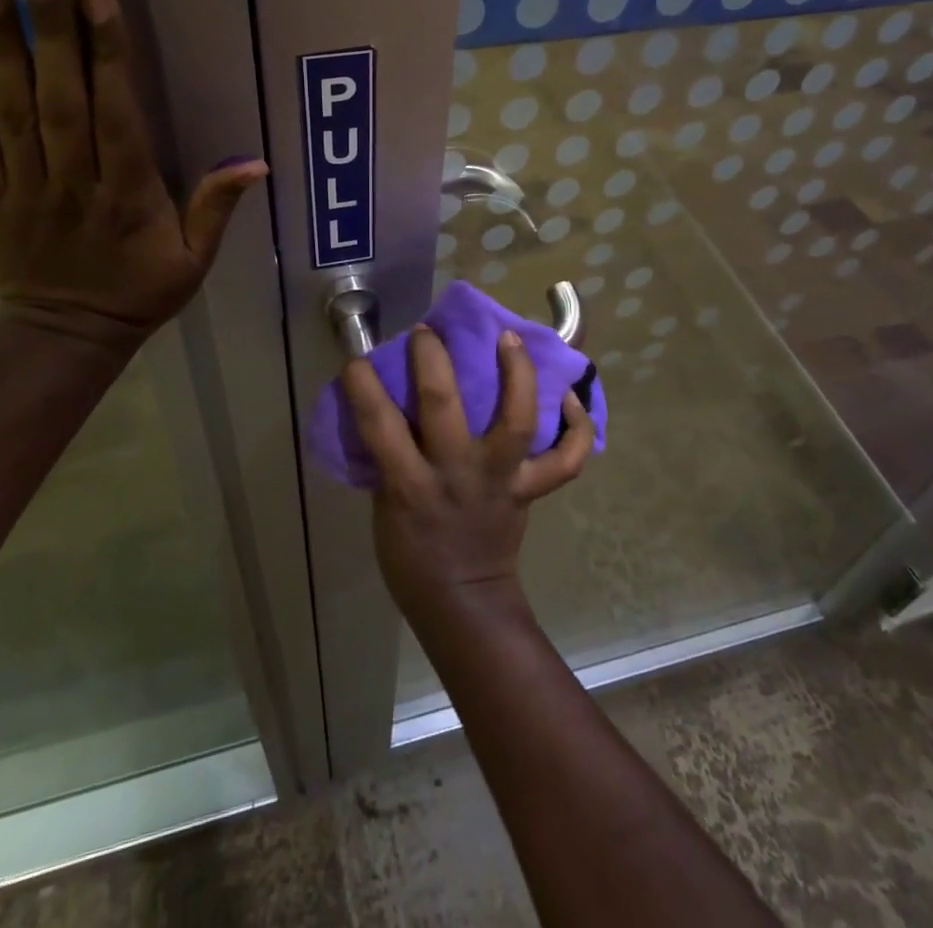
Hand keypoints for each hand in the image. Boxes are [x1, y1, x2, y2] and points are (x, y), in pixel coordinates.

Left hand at [0, 0, 267, 351]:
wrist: (66, 336)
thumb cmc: (140, 293)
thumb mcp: (194, 261)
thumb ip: (216, 209)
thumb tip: (256, 163)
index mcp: (127, 197)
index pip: (116, 119)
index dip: (108, 59)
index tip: (100, 1)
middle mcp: (73, 182)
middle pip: (60, 101)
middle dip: (51, 33)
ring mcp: (25, 187)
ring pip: (12, 110)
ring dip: (0, 47)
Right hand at [341, 325, 593, 630]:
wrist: (462, 602)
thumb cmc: (411, 555)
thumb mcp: (385, 504)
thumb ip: (391, 457)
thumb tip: (393, 407)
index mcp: (409, 484)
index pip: (378, 423)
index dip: (363, 384)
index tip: (356, 357)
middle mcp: (457, 474)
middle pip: (443, 404)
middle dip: (432, 358)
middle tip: (427, 332)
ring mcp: (500, 480)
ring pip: (516, 419)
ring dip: (517, 373)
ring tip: (510, 337)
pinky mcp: (531, 490)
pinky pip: (566, 459)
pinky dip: (576, 426)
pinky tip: (568, 396)